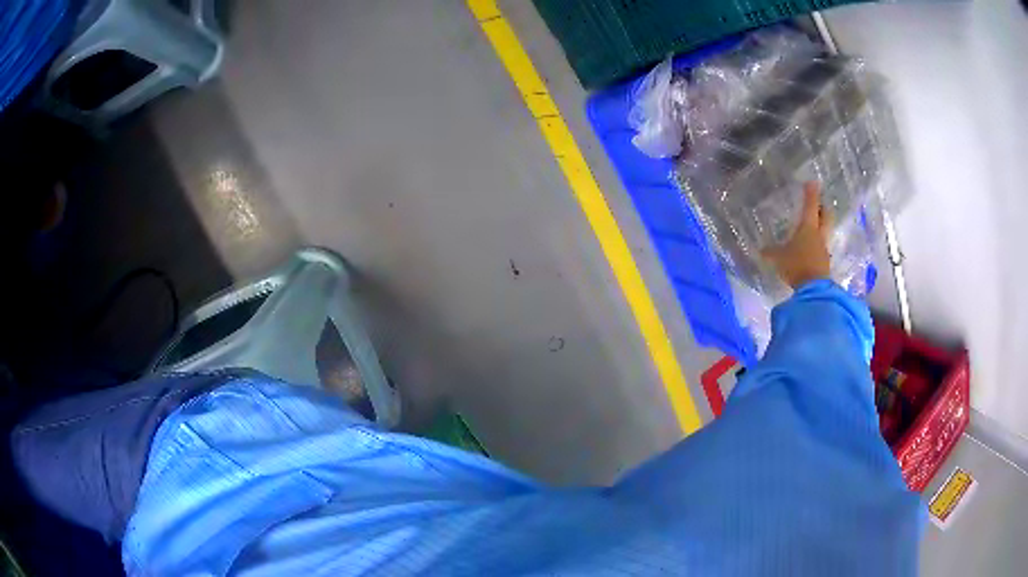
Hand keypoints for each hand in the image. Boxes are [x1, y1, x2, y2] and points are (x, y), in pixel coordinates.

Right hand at [762, 182, 832, 288]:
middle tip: (818, 205)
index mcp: (808, 227)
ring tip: (813, 228)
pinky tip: (810, 250)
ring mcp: (823, 249)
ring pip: (825, 232)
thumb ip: (771, 252)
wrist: (813, 289)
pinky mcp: (824, 263)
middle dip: (822, 209)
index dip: (811, 193)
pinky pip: (821, 248)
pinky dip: (817, 246)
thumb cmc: (796, 265)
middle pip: (826, 216)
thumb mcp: (779, 258)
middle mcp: (819, 235)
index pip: (810, 205)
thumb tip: (761, 250)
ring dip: (821, 227)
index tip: (812, 182)